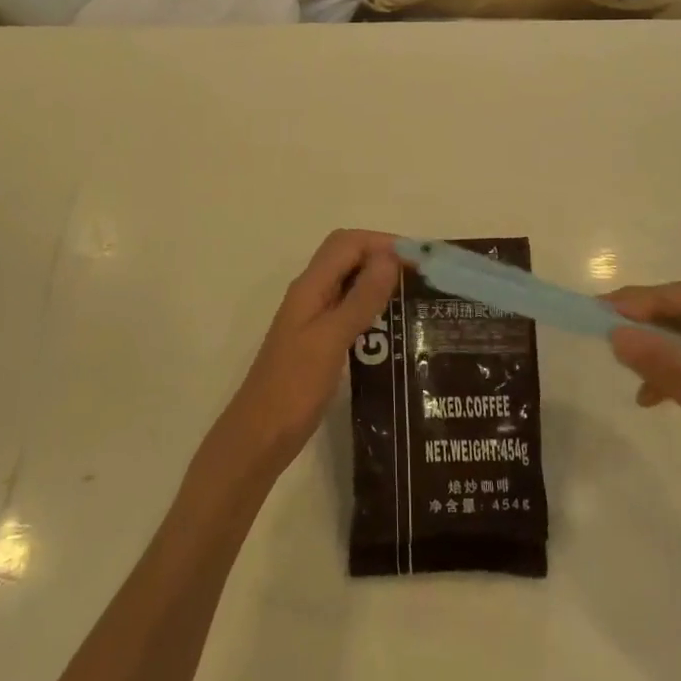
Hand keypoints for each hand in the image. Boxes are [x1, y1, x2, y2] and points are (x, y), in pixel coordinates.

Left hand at [208, 230, 400, 485]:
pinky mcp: (319, 340)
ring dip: (379, 279)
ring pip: (349, 281)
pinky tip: (394, 326)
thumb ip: (360, 299)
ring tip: (416, 296)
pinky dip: (372, 305)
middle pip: (347, 256)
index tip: (420, 258)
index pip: (347, 243)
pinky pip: (348, 308)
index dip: (382, 241)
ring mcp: (313, 317)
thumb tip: (390, 257)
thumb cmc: (293, 388)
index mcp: (310, 287)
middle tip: (421, 275)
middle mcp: (311, 294)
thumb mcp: (330, 340)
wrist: (259, 438)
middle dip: (383, 255)